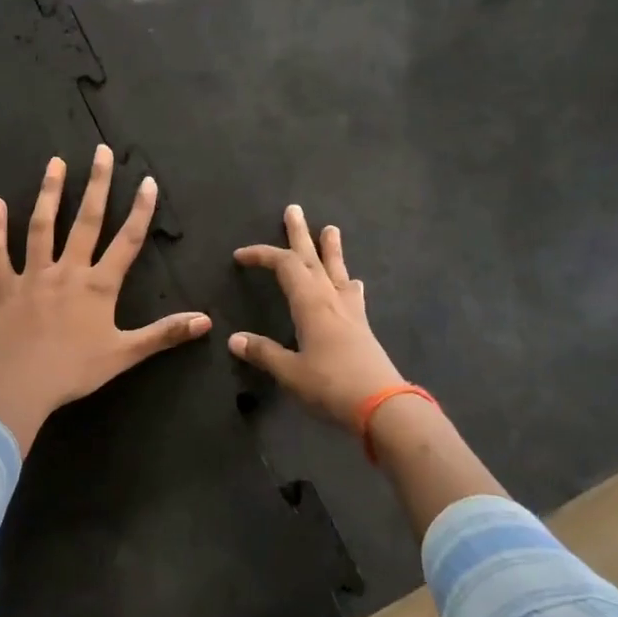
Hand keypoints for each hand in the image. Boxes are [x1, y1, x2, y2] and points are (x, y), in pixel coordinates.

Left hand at [0, 146, 211, 452]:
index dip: (140, 210)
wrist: (24, 384)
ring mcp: (34, 275)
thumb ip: (165, 334)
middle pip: (85, 221)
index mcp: (98, 285)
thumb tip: (206, 320)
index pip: (126, 241)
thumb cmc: (77, 369)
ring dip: (49, 192)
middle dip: (95, 184)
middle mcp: (68, 270)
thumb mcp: (126, 353)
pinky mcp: (5, 287)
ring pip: (42, 226)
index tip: (147, 181)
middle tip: (100, 151)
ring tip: (55, 162)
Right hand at [228, 206, 404, 425]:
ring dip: (330, 249)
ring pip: (337, 271)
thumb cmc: (331, 386)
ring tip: (331, 229)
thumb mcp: (290, 372)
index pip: (284, 266)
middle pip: (313, 258)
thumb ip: (263, 353)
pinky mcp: (362, 327)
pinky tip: (354, 283)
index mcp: (310, 305)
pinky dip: (348, 283)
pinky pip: (353, 294)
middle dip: (300, 234)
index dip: (262, 255)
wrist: (383, 406)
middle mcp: (331, 300)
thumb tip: (234, 339)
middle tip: (294, 210)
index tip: (241, 255)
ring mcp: (350, 312)